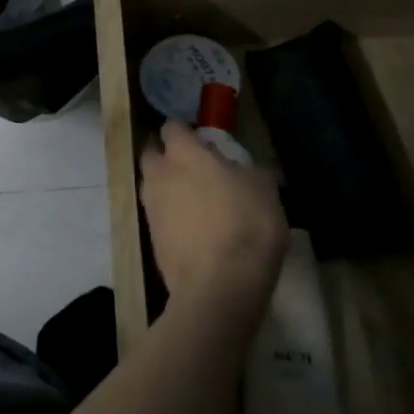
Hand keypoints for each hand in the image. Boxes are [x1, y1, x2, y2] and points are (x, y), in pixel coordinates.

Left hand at [138, 120, 287, 307]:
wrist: (219, 285)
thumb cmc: (245, 224)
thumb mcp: (264, 187)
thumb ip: (246, 169)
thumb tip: (239, 169)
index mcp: (182, 153)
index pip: (172, 127)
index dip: (185, 131)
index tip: (201, 139)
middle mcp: (158, 174)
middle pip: (152, 154)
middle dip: (165, 155)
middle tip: (191, 166)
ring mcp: (150, 207)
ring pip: (151, 186)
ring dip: (165, 186)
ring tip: (192, 199)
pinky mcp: (150, 238)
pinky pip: (157, 216)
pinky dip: (169, 217)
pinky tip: (191, 228)